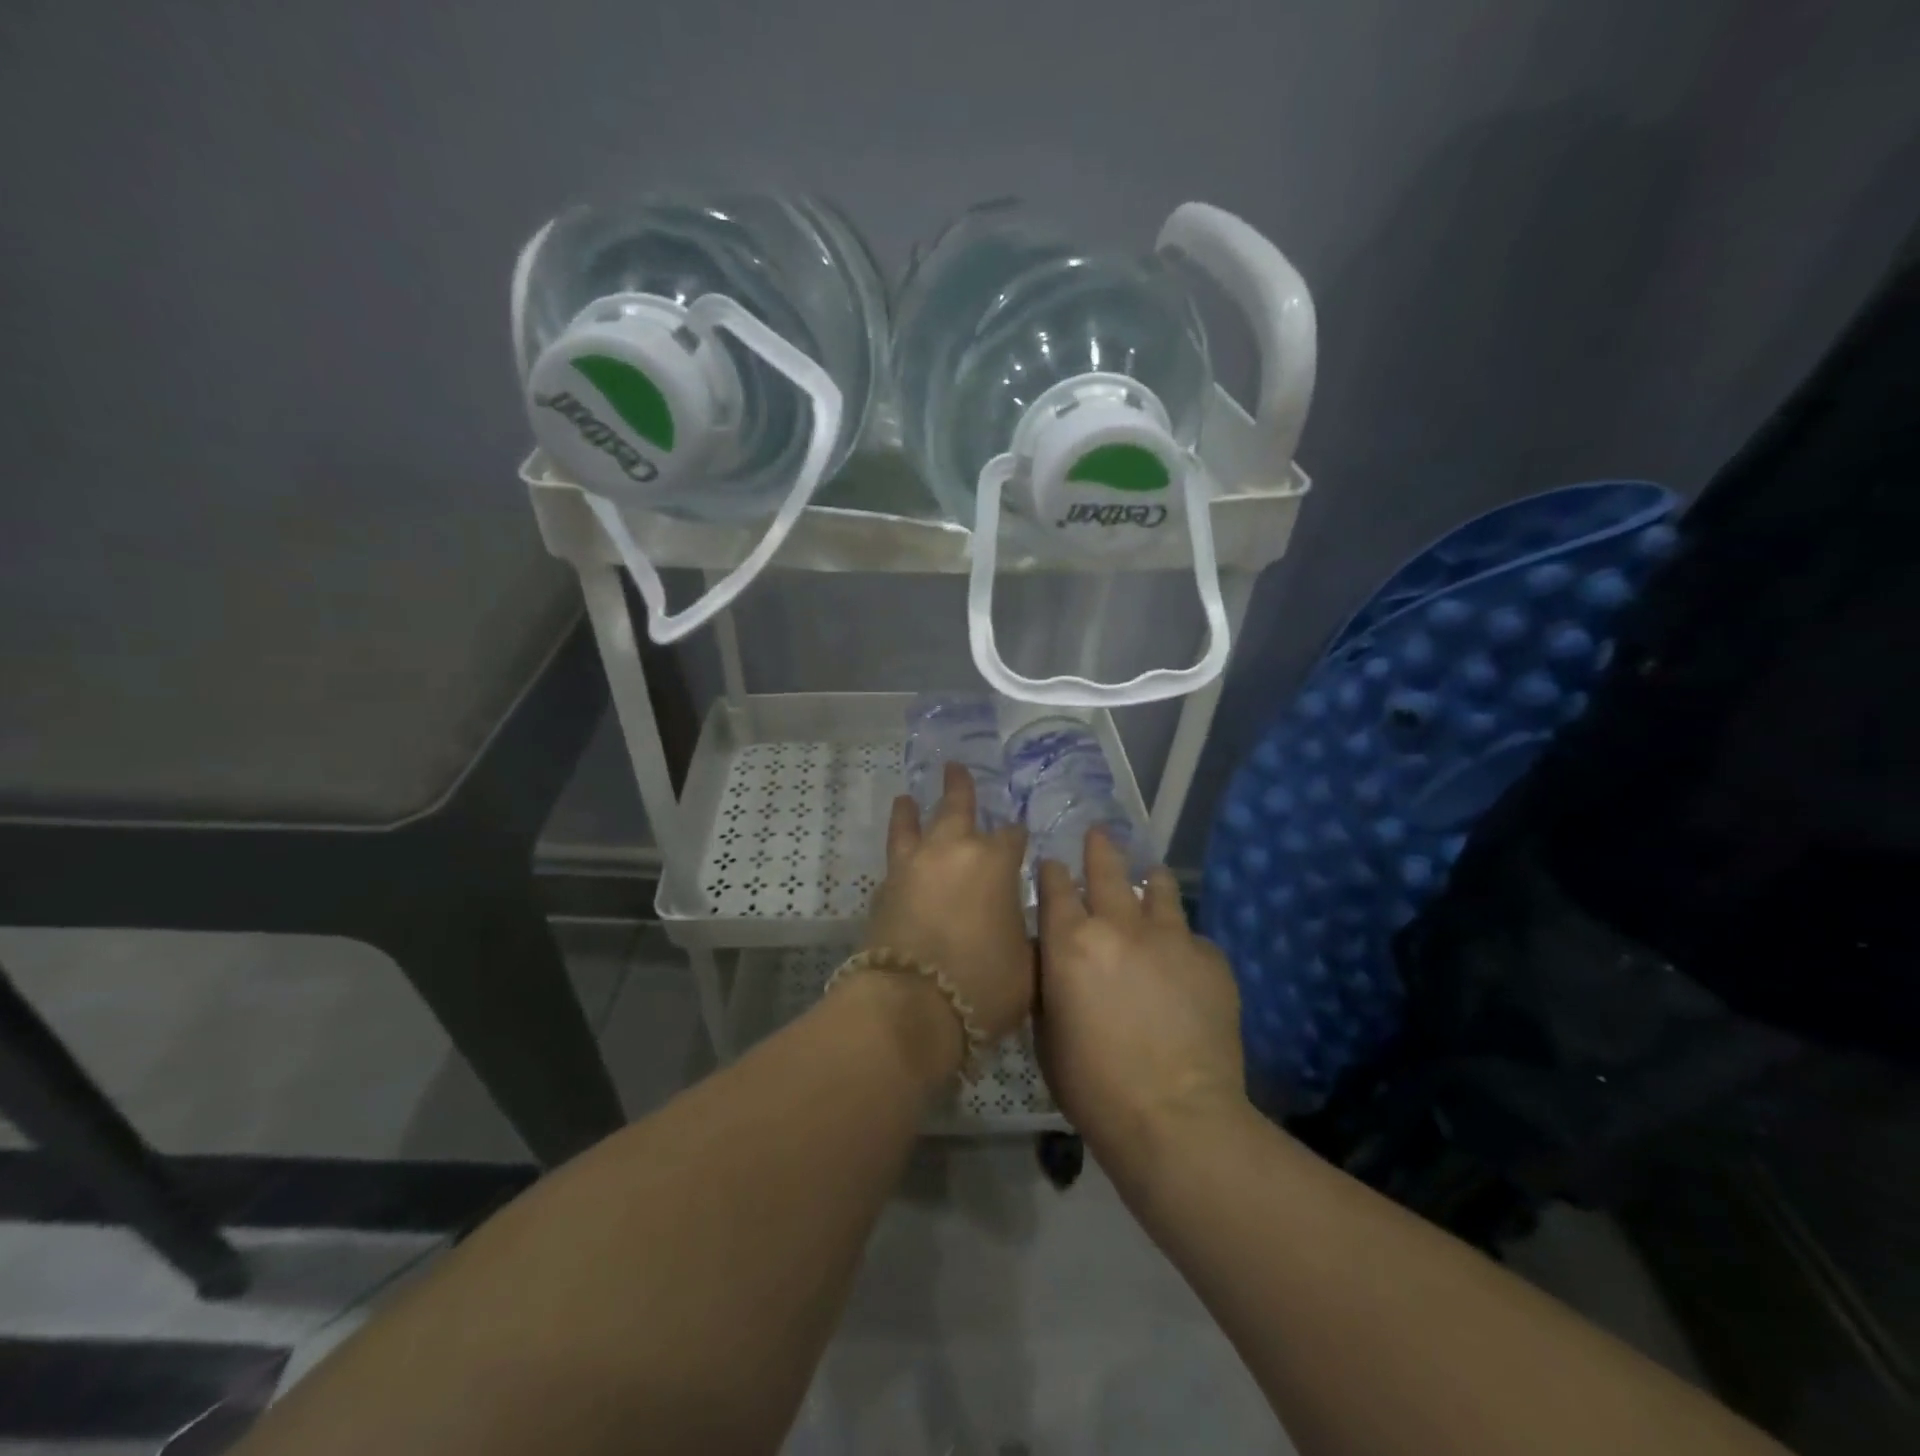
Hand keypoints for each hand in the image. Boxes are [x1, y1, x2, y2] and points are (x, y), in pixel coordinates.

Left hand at [864, 762, 1033, 1044]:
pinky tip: (899, 857)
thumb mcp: (1027, 965)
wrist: (911, 1007)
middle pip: (956, 808)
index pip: (1012, 835)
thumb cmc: (982, 984)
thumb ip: (1026, 935)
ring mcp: (913, 866)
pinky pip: (894, 859)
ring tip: (906, 797)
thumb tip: (1018, 924)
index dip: (1017, 836)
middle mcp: (952, 851)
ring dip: (911, 810)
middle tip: (954, 767)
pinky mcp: (884, 888)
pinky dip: (898, 851)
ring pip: (911, 825)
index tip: (1020, 838)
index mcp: (994, 862)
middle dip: (959, 787)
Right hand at [1035, 829, 1245, 1163]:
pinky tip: (1183, 963)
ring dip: (1150, 882)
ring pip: (1159, 888)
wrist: (1175, 1116)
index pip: (1057, 886)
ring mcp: (1170, 936)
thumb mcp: (1047, 1034)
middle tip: (1100, 833)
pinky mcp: (1210, 957)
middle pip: (1108, 869)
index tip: (1054, 864)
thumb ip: (1048, 984)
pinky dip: (1181, 941)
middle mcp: (1119, 924)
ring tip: (1151, 880)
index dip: (1054, 872)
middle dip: (1100, 848)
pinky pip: (1192, 936)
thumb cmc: (1094, 1085)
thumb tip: (1052, 958)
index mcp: (1070, 942)